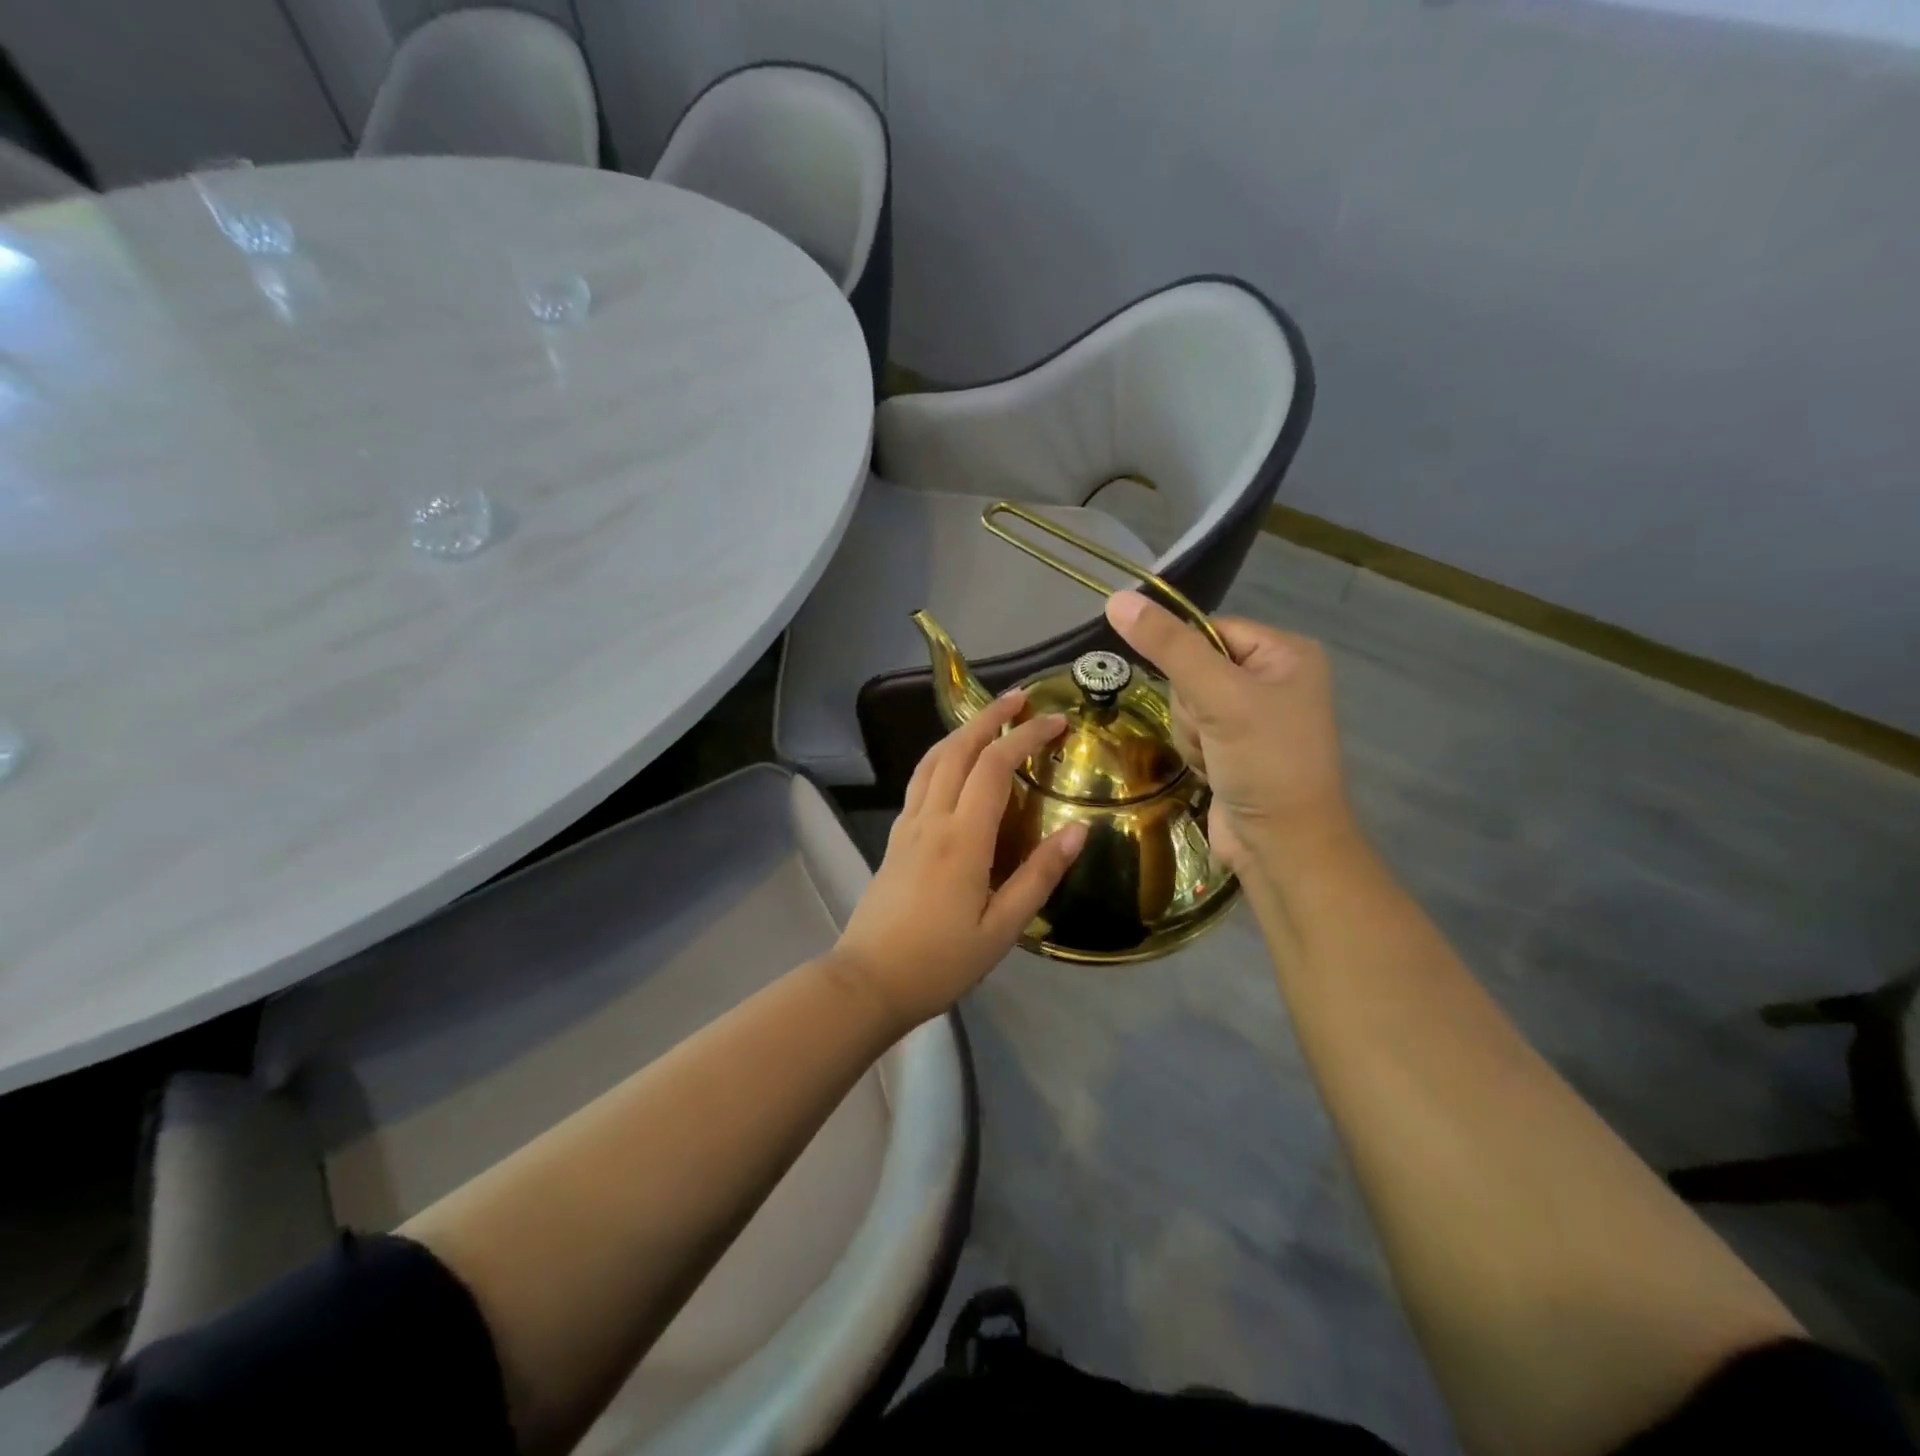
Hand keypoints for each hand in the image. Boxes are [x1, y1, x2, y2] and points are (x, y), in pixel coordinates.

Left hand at [832, 691, 1086, 1030]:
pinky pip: (920, 782)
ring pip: (932, 760)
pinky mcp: (894, 839)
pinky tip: (954, 766)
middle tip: (1020, 697)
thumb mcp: (1002, 928)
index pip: (994, 766)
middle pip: (957, 749)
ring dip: (961, 732)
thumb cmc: (941, 961)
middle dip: (989, 717)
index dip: (1025, 736)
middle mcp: (931, 819)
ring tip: (988, 718)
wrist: (869, 981)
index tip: (1056, 720)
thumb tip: (1077, 831)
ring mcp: (907, 826)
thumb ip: (1039, 876)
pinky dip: (942, 757)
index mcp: (962, 838)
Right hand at [1105, 591, 1351, 878]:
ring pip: (1186, 703)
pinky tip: (1213, 771)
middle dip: (1192, 706)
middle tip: (1214, 732)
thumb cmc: (1264, 763)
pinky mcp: (1234, 747)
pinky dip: (1194, 751)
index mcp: (1286, 653)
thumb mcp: (1218, 697)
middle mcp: (1272, 678)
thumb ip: (1168, 647)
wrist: (1282, 846)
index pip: (1210, 629)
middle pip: (1193, 668)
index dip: (1187, 659)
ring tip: (1216, 757)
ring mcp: (1253, 716)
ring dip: (1190, 733)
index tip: (1197, 694)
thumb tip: (1116, 599)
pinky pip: (1192, 731)